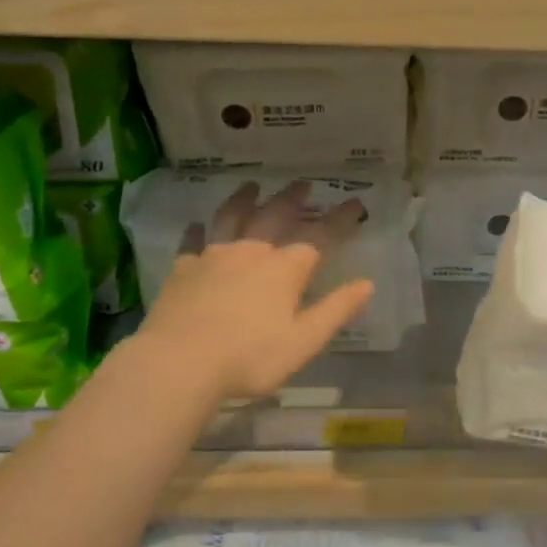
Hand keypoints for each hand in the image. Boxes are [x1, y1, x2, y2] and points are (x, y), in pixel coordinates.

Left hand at [136, 181, 375, 400]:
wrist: (179, 362)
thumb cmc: (250, 357)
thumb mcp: (304, 341)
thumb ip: (336, 310)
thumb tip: (367, 284)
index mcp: (284, 269)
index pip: (319, 237)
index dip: (340, 220)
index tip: (355, 204)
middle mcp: (251, 252)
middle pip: (275, 216)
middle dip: (293, 200)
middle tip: (303, 184)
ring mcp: (213, 257)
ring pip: (231, 218)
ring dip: (244, 200)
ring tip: (251, 187)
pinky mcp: (183, 269)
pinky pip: (192, 242)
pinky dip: (197, 231)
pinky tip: (197, 226)